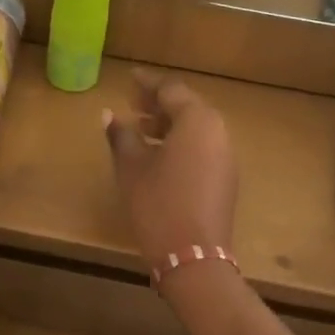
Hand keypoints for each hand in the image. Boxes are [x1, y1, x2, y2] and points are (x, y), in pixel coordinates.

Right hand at [101, 70, 237, 272]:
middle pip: (187, 107)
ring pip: (196, 128)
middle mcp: (218, 132)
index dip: (147, 82)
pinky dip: (180, 143)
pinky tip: (158, 156)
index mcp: (197, 121)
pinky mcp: (225, 179)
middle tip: (132, 103)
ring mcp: (226, 156)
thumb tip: (109, 114)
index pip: (171, 89)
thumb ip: (121, 136)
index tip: (129, 78)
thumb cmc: (158, 204)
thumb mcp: (132, 168)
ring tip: (140, 130)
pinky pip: (202, 148)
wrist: (194, 257)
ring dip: (168, 125)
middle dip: (158, 103)